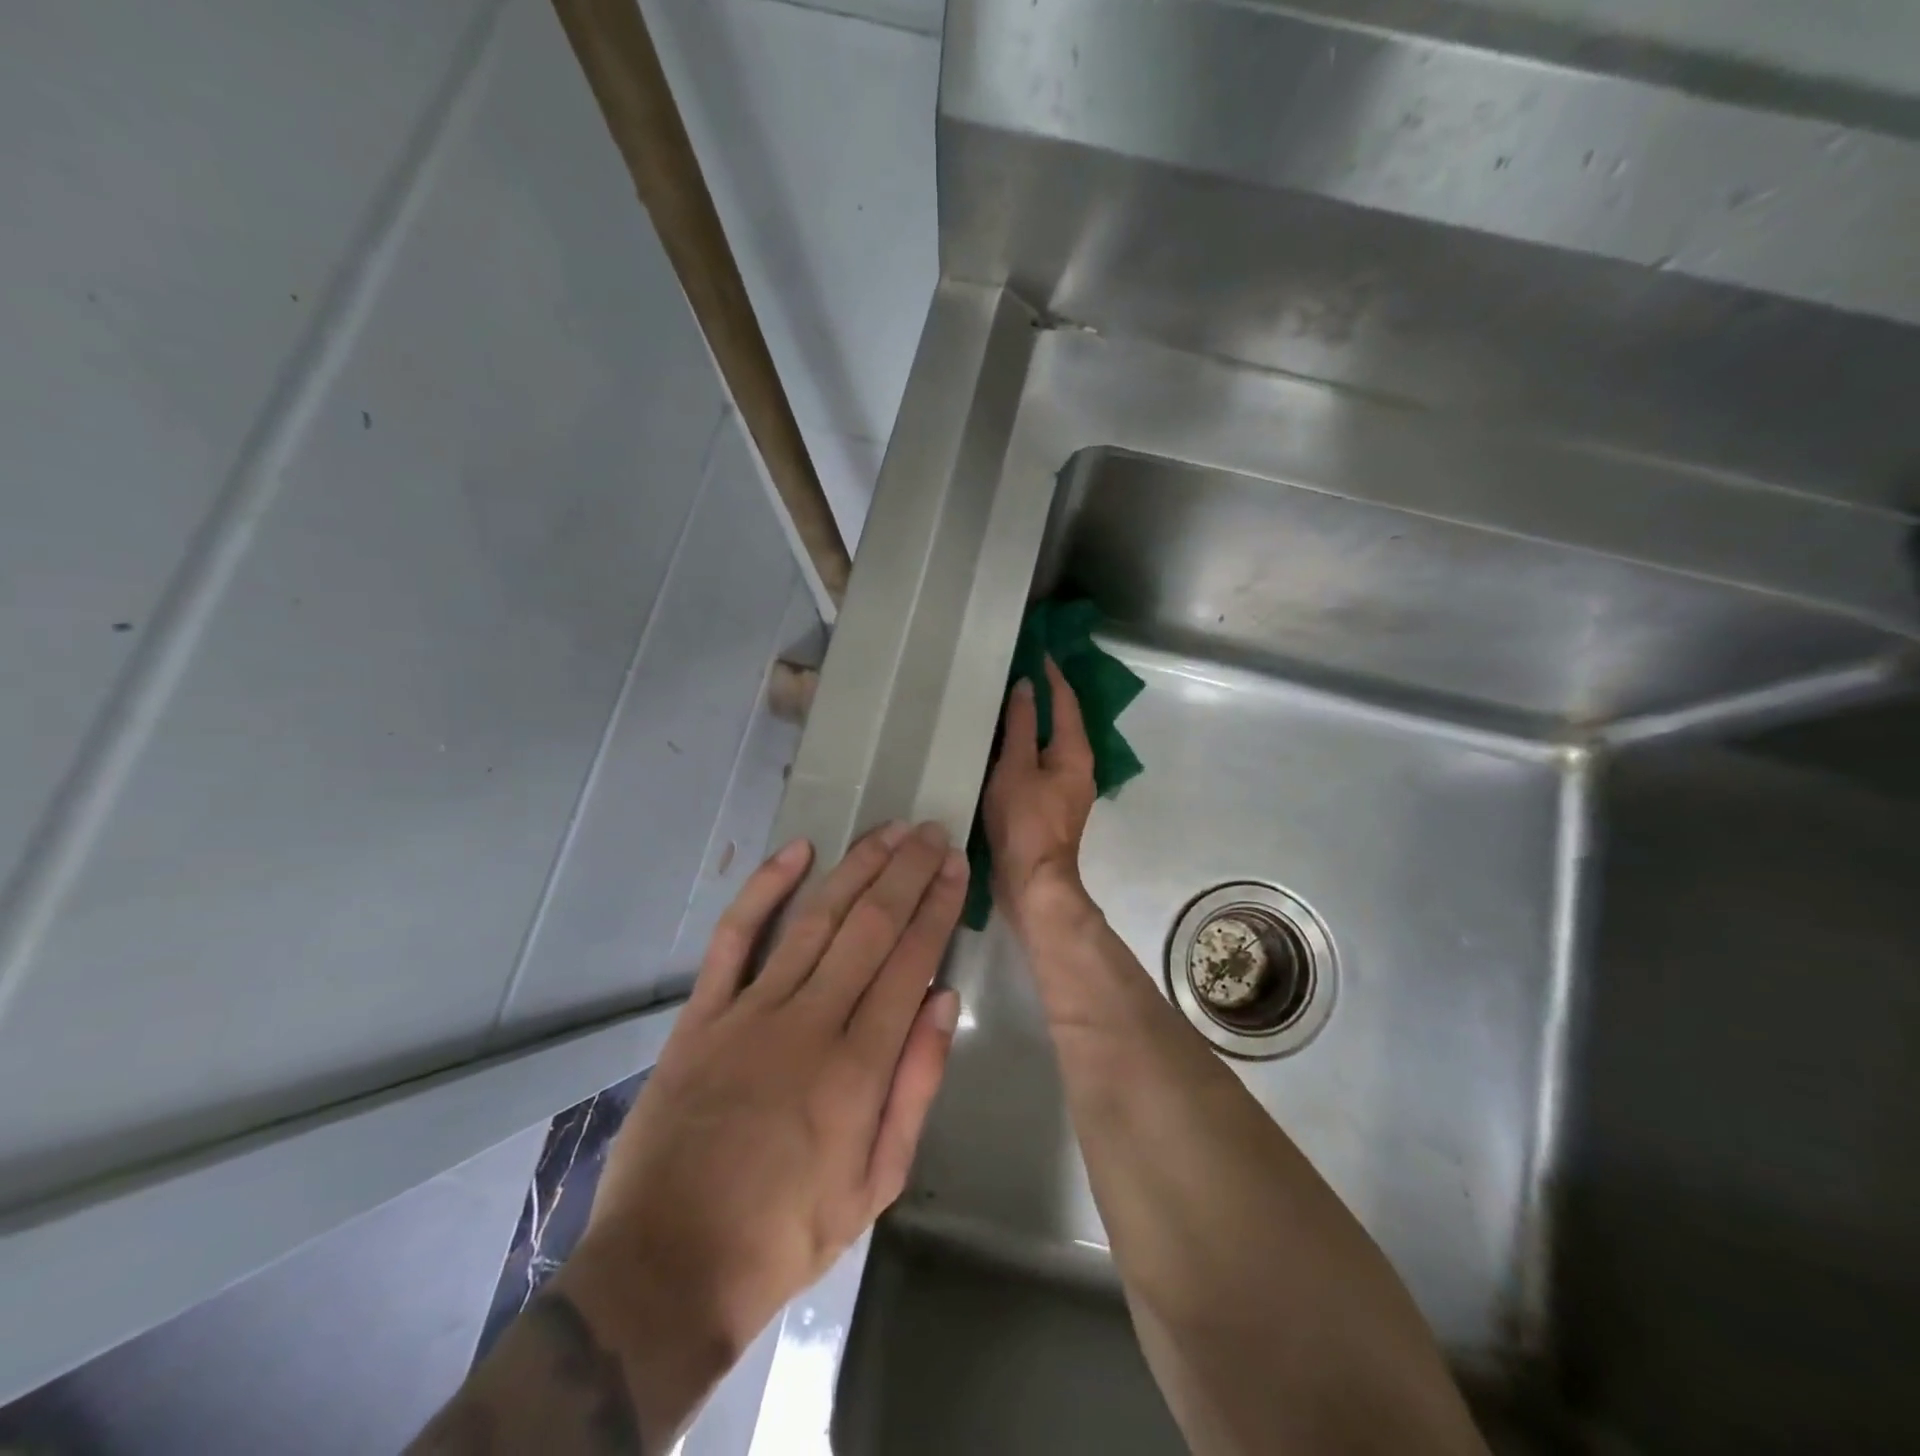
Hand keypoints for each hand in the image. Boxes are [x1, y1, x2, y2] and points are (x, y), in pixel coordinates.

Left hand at [567, 822, 966, 1380]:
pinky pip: (735, 937)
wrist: (667, 1268)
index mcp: (858, 1068)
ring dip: (856, 868)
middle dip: (905, 873)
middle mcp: (809, 1024)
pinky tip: (798, 851)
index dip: (936, 907)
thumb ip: (914, 1086)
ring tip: (888, 831)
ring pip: (815, 919)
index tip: (954, 867)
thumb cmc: (785, 1234)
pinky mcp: (702, 1015)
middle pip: (869, 927)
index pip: (910, 961)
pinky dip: (764, 889)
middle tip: (930, 833)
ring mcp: (750, 1013)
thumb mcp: (875, 1183)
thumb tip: (942, 1000)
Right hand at [983, 656, 1098, 934]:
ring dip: (1034, 722)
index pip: (1067, 701)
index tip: (1038, 650)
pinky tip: (1003, 745)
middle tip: (1018, 671)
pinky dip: (1026, 747)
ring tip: (1007, 703)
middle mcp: (1078, 767)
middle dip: (1046, 696)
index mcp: (1076, 753)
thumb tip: (1028, 687)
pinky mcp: (1050, 806)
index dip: (1054, 675)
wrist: (1031, 882)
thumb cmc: (1024, 821)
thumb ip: (1022, 725)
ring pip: (1051, 744)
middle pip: (1063, 721)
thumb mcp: (1017, 767)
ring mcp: (1065, 789)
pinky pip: (1040, 764)